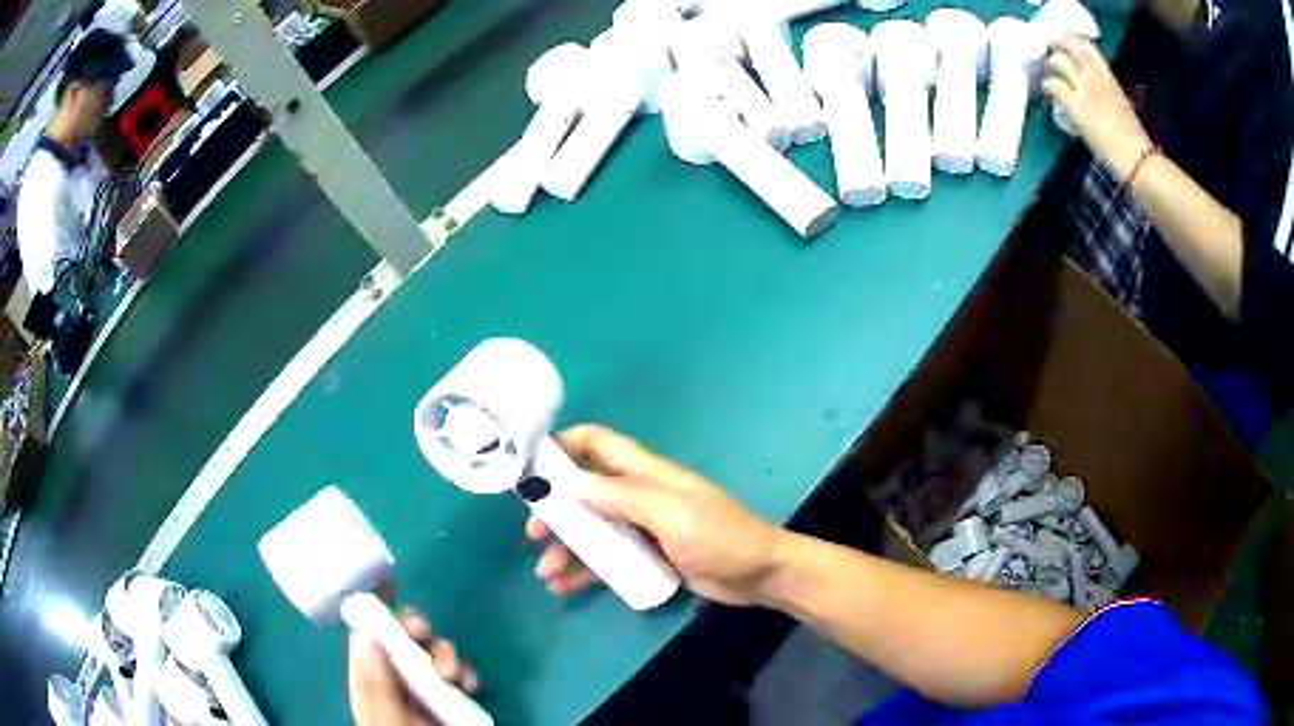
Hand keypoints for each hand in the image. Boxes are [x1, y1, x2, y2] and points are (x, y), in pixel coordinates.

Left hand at [348, 608, 478, 725]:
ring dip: (445, 654)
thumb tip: (368, 635)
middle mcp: (397, 681)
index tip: (386, 587)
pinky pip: (458, 674)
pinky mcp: (451, 700)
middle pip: (402, 641)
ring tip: (452, 673)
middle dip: (416, 630)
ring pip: (433, 654)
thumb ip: (376, 683)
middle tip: (423, 631)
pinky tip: (469, 683)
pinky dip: (465, 672)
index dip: (374, 611)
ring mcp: (425, 691)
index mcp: (371, 681)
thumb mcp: (384, 718)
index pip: (366, 638)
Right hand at [526, 425, 787, 605]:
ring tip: (547, 574)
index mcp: (648, 473)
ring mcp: (642, 527)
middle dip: (557, 509)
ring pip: (593, 529)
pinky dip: (585, 570)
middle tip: (533, 534)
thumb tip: (571, 481)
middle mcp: (640, 495)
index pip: (599, 443)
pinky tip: (564, 587)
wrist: (760, 576)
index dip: (564, 445)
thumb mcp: (672, 515)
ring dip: (567, 547)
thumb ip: (623, 497)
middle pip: (586, 491)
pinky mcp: (647, 555)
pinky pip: (607, 558)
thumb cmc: (720, 538)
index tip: (530, 464)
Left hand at [1041, 36, 1152, 181]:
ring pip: (1056, 60)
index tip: (1065, 49)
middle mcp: (1094, 75)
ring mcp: (1084, 87)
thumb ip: (1104, 88)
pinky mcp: (1075, 104)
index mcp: (1108, 75)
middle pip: (1066, 46)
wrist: (1136, 158)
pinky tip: (1049, 96)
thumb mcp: (1119, 102)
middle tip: (1053, 65)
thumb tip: (1090, 87)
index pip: (1085, 45)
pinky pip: (1052, 84)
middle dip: (1056, 51)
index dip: (1071, 43)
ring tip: (1051, 80)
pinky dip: (1047, 87)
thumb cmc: (1133, 138)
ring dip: (1050, 68)